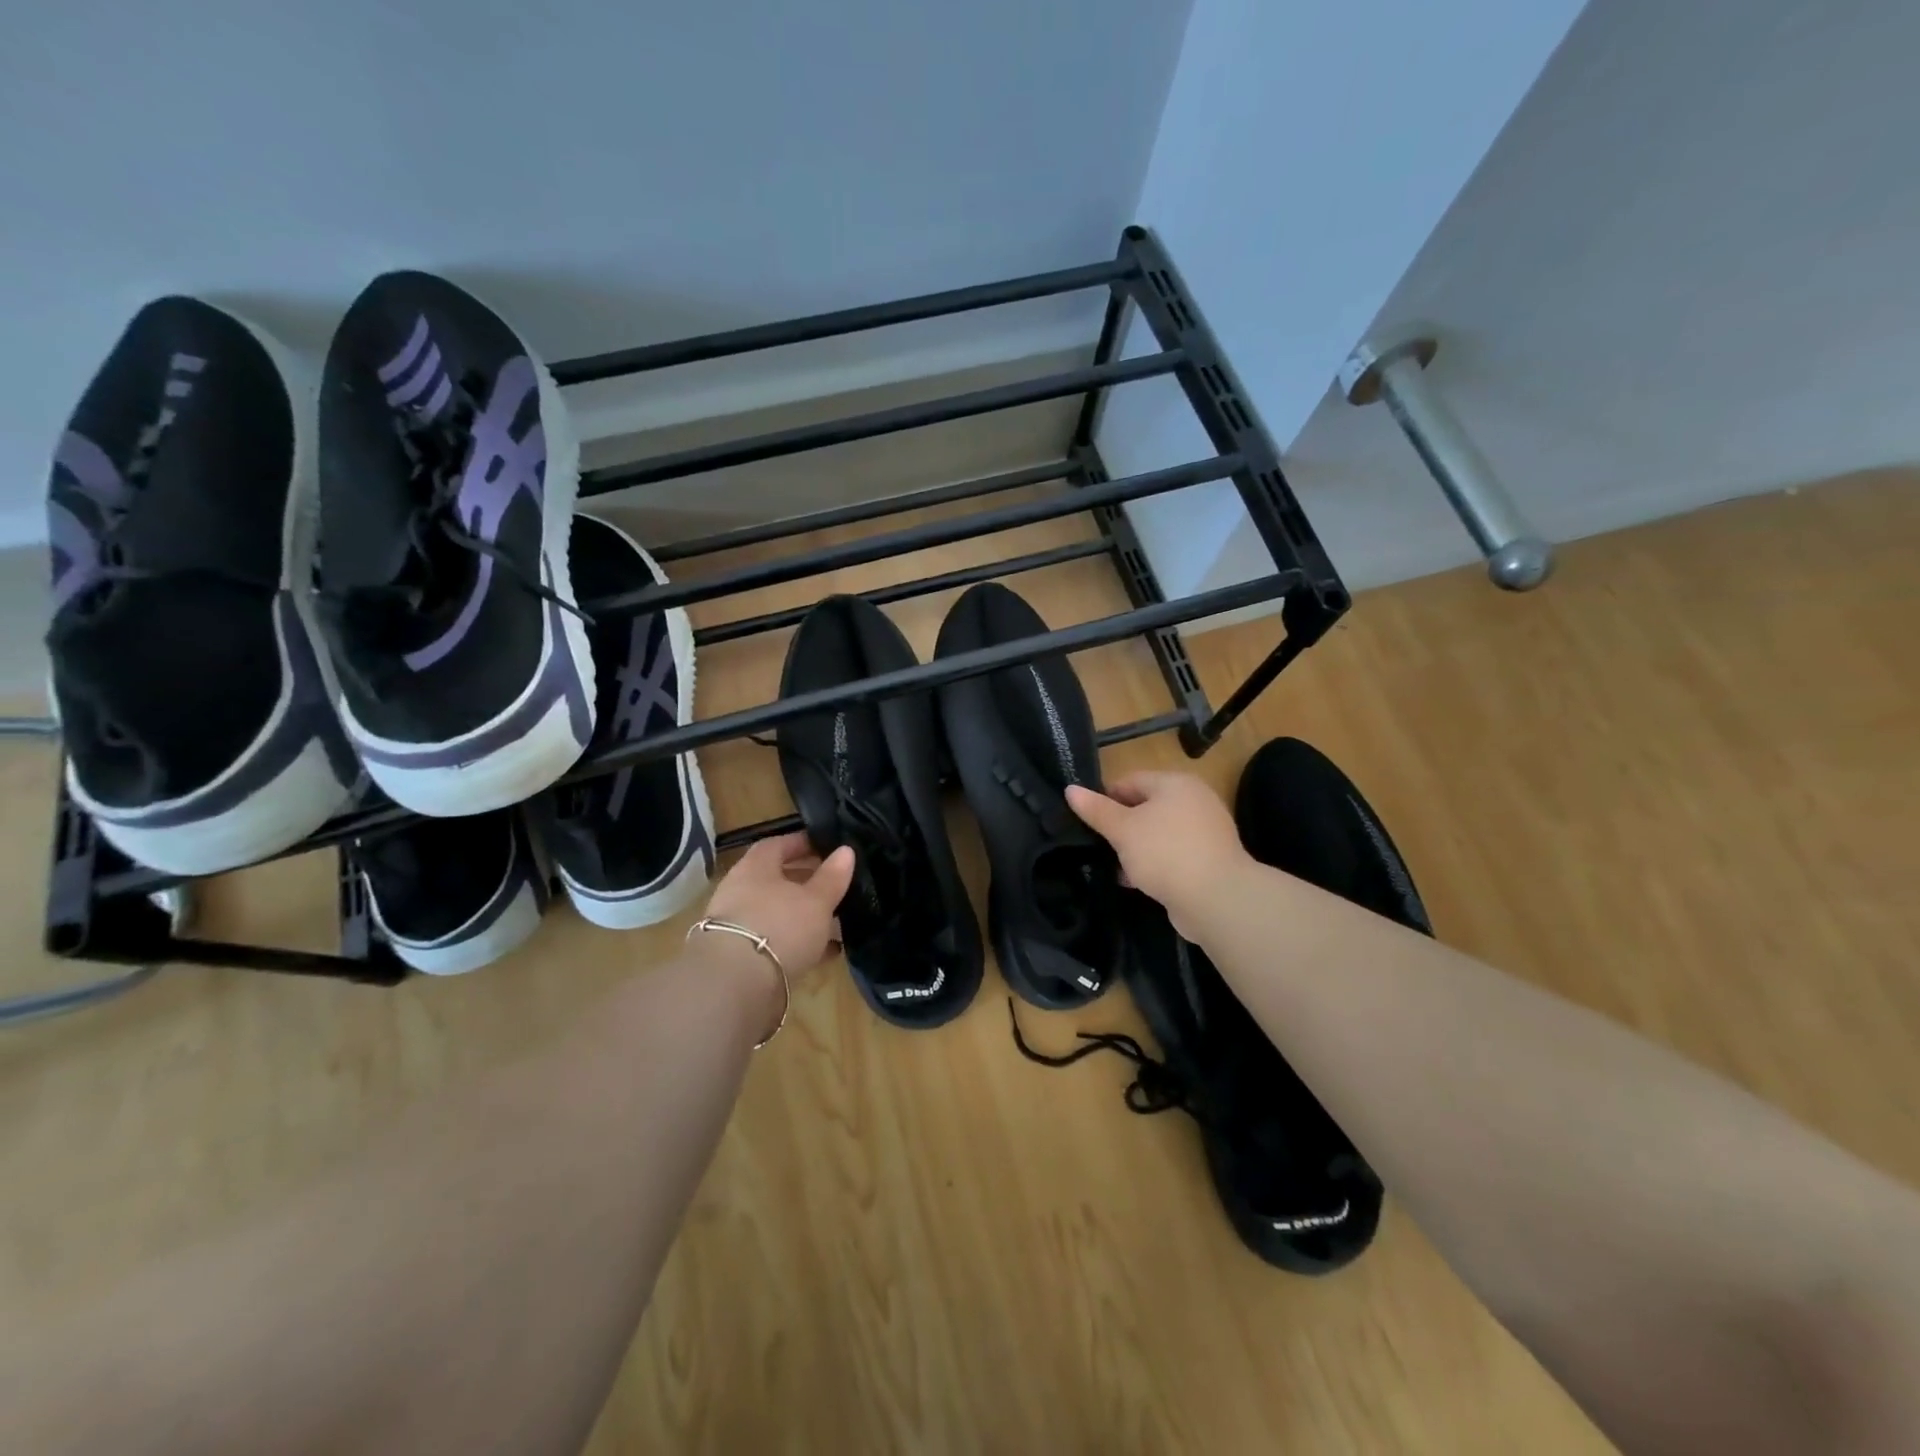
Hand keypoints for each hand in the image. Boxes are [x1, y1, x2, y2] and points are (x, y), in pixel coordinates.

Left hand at [700, 832, 856, 979]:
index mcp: (755, 868)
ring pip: (776, 912)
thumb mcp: (816, 900)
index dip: (803, 844)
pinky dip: (799, 943)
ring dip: (803, 914)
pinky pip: (775, 941)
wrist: (734, 986)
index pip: (778, 845)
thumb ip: (832, 876)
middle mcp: (740, 891)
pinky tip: (826, 952)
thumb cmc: (779, 927)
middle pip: (776, 879)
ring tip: (836, 920)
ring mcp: (737, 925)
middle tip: (834, 884)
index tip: (827, 847)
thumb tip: (846, 850)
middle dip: (805, 881)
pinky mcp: (740, 957)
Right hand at [1067, 773, 1250, 937]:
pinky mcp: (1208, 859)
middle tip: (1097, 845)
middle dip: (1120, 826)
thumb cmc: (1165, 853)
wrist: (1217, 899)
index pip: (1130, 781)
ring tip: (1112, 866)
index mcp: (1175, 783)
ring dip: (1135, 848)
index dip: (1104, 799)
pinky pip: (1172, 854)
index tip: (1087, 822)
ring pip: (1157, 833)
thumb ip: (1096, 810)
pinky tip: (1135, 881)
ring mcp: (1204, 831)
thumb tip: (1070, 789)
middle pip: (1145, 807)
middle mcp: (1194, 800)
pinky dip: (1154, 864)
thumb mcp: (1122, 830)